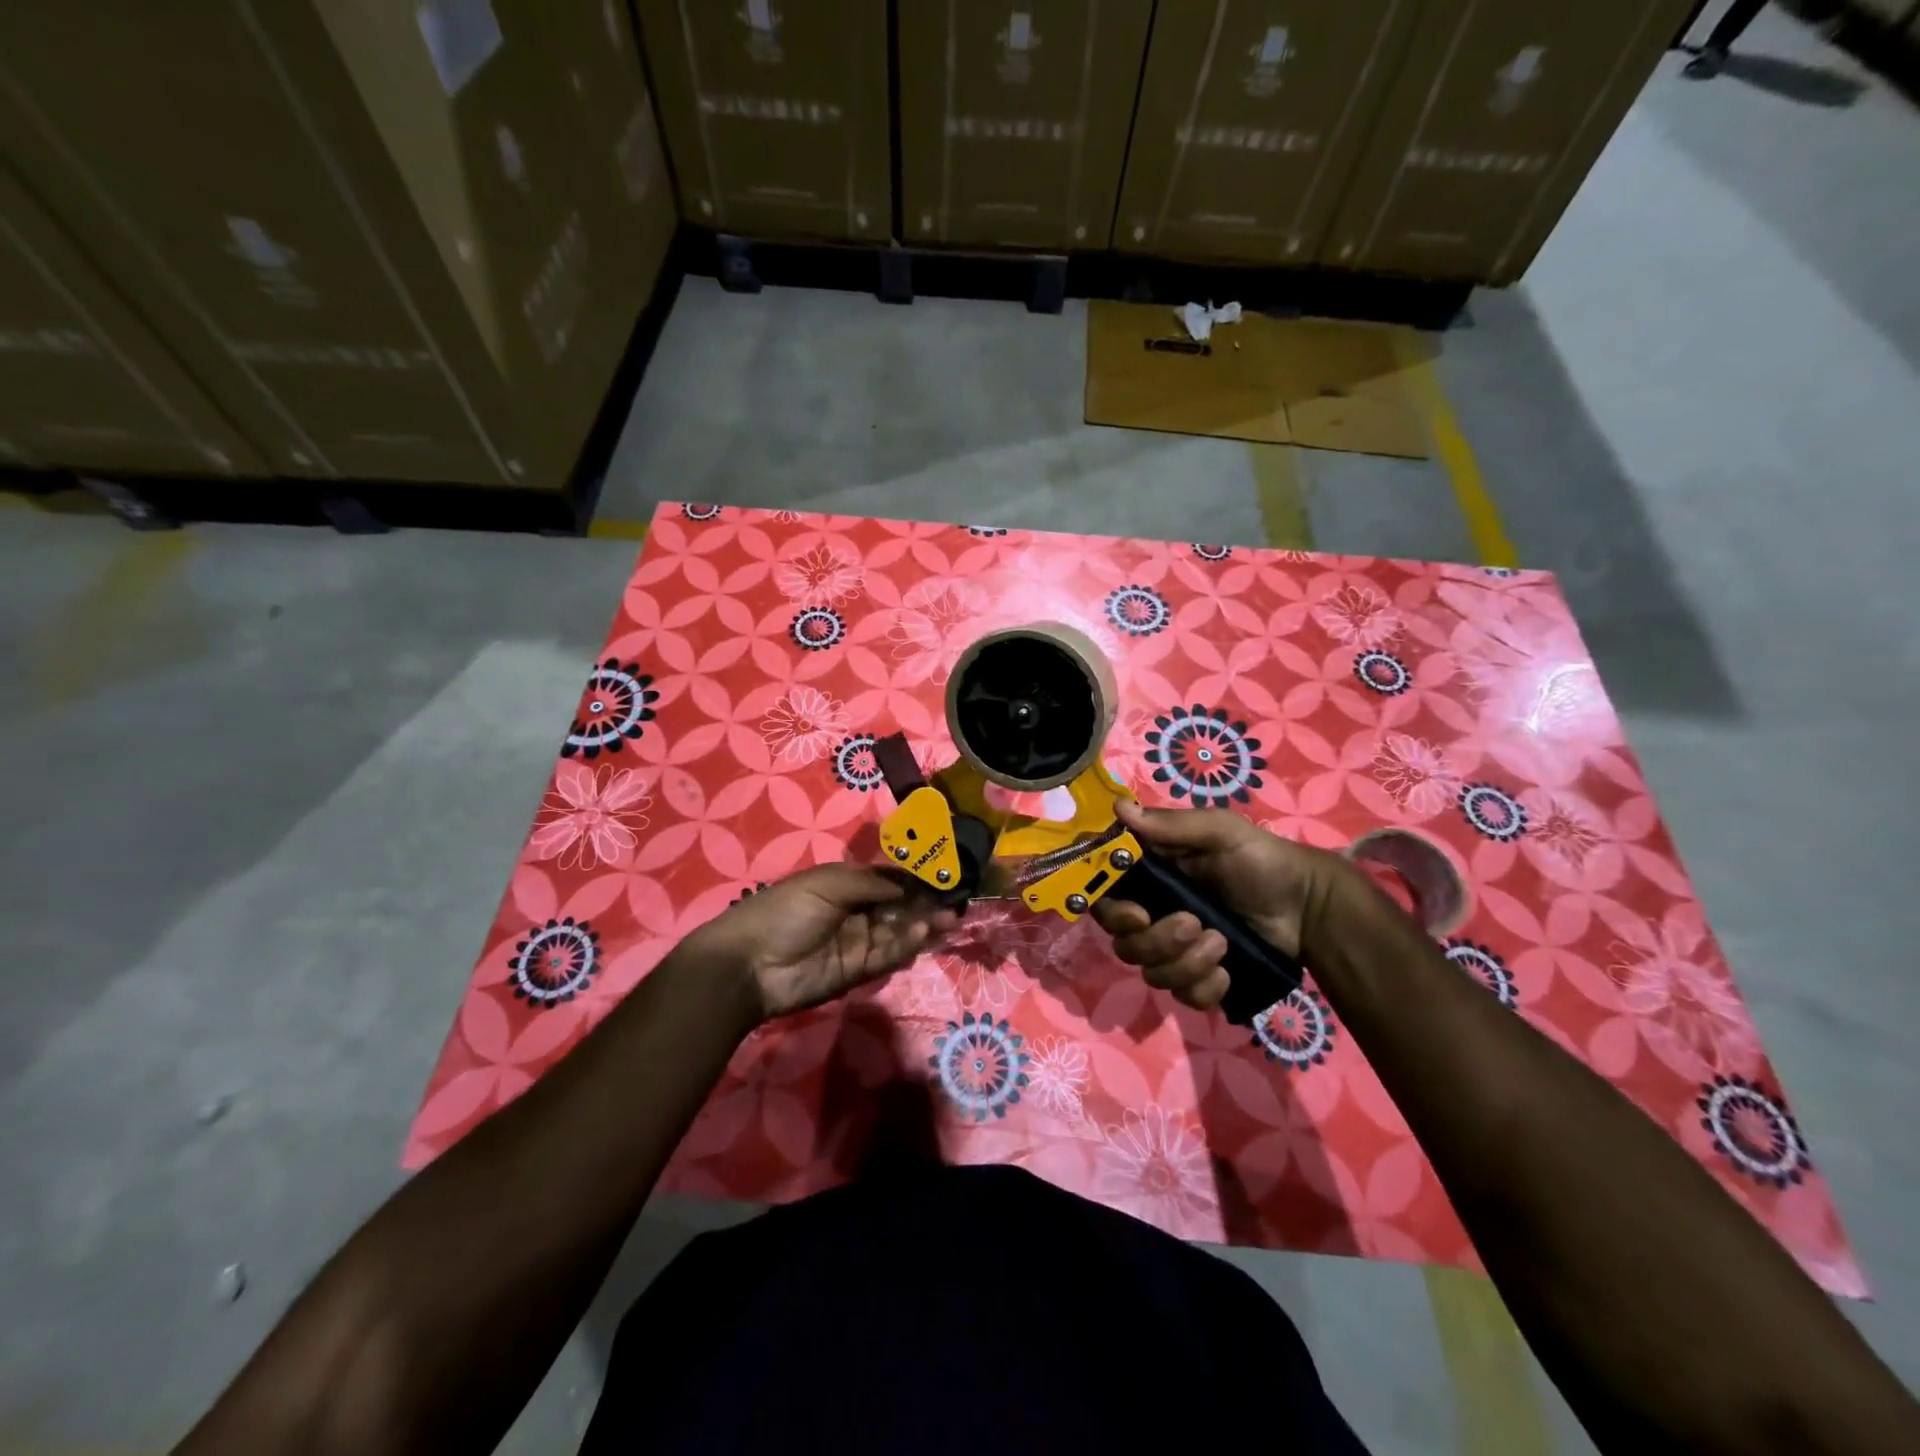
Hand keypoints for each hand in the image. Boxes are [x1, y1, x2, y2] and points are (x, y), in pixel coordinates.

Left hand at [677, 864, 958, 1024]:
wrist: (749, 965)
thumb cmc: (785, 911)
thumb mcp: (827, 884)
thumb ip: (871, 883)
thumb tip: (908, 883)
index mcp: (844, 885)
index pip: (887, 879)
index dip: (914, 877)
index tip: (943, 873)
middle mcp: (854, 912)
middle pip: (898, 906)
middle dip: (925, 902)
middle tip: (956, 900)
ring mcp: (856, 943)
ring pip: (897, 932)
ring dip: (922, 924)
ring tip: (949, 918)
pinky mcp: (857, 972)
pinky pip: (887, 955)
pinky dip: (906, 945)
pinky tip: (923, 933)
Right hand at [1092, 800, 1346, 1012]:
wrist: (1308, 906)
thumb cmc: (1260, 859)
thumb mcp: (1220, 832)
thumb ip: (1172, 825)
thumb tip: (1120, 808)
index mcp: (1150, 877)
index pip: (1106, 898)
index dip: (1112, 911)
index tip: (1139, 914)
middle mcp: (1154, 914)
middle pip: (1123, 942)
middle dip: (1156, 940)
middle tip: (1193, 924)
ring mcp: (1176, 950)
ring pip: (1152, 972)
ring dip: (1185, 962)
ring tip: (1222, 943)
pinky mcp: (1199, 978)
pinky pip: (1182, 996)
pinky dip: (1203, 987)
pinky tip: (1227, 971)